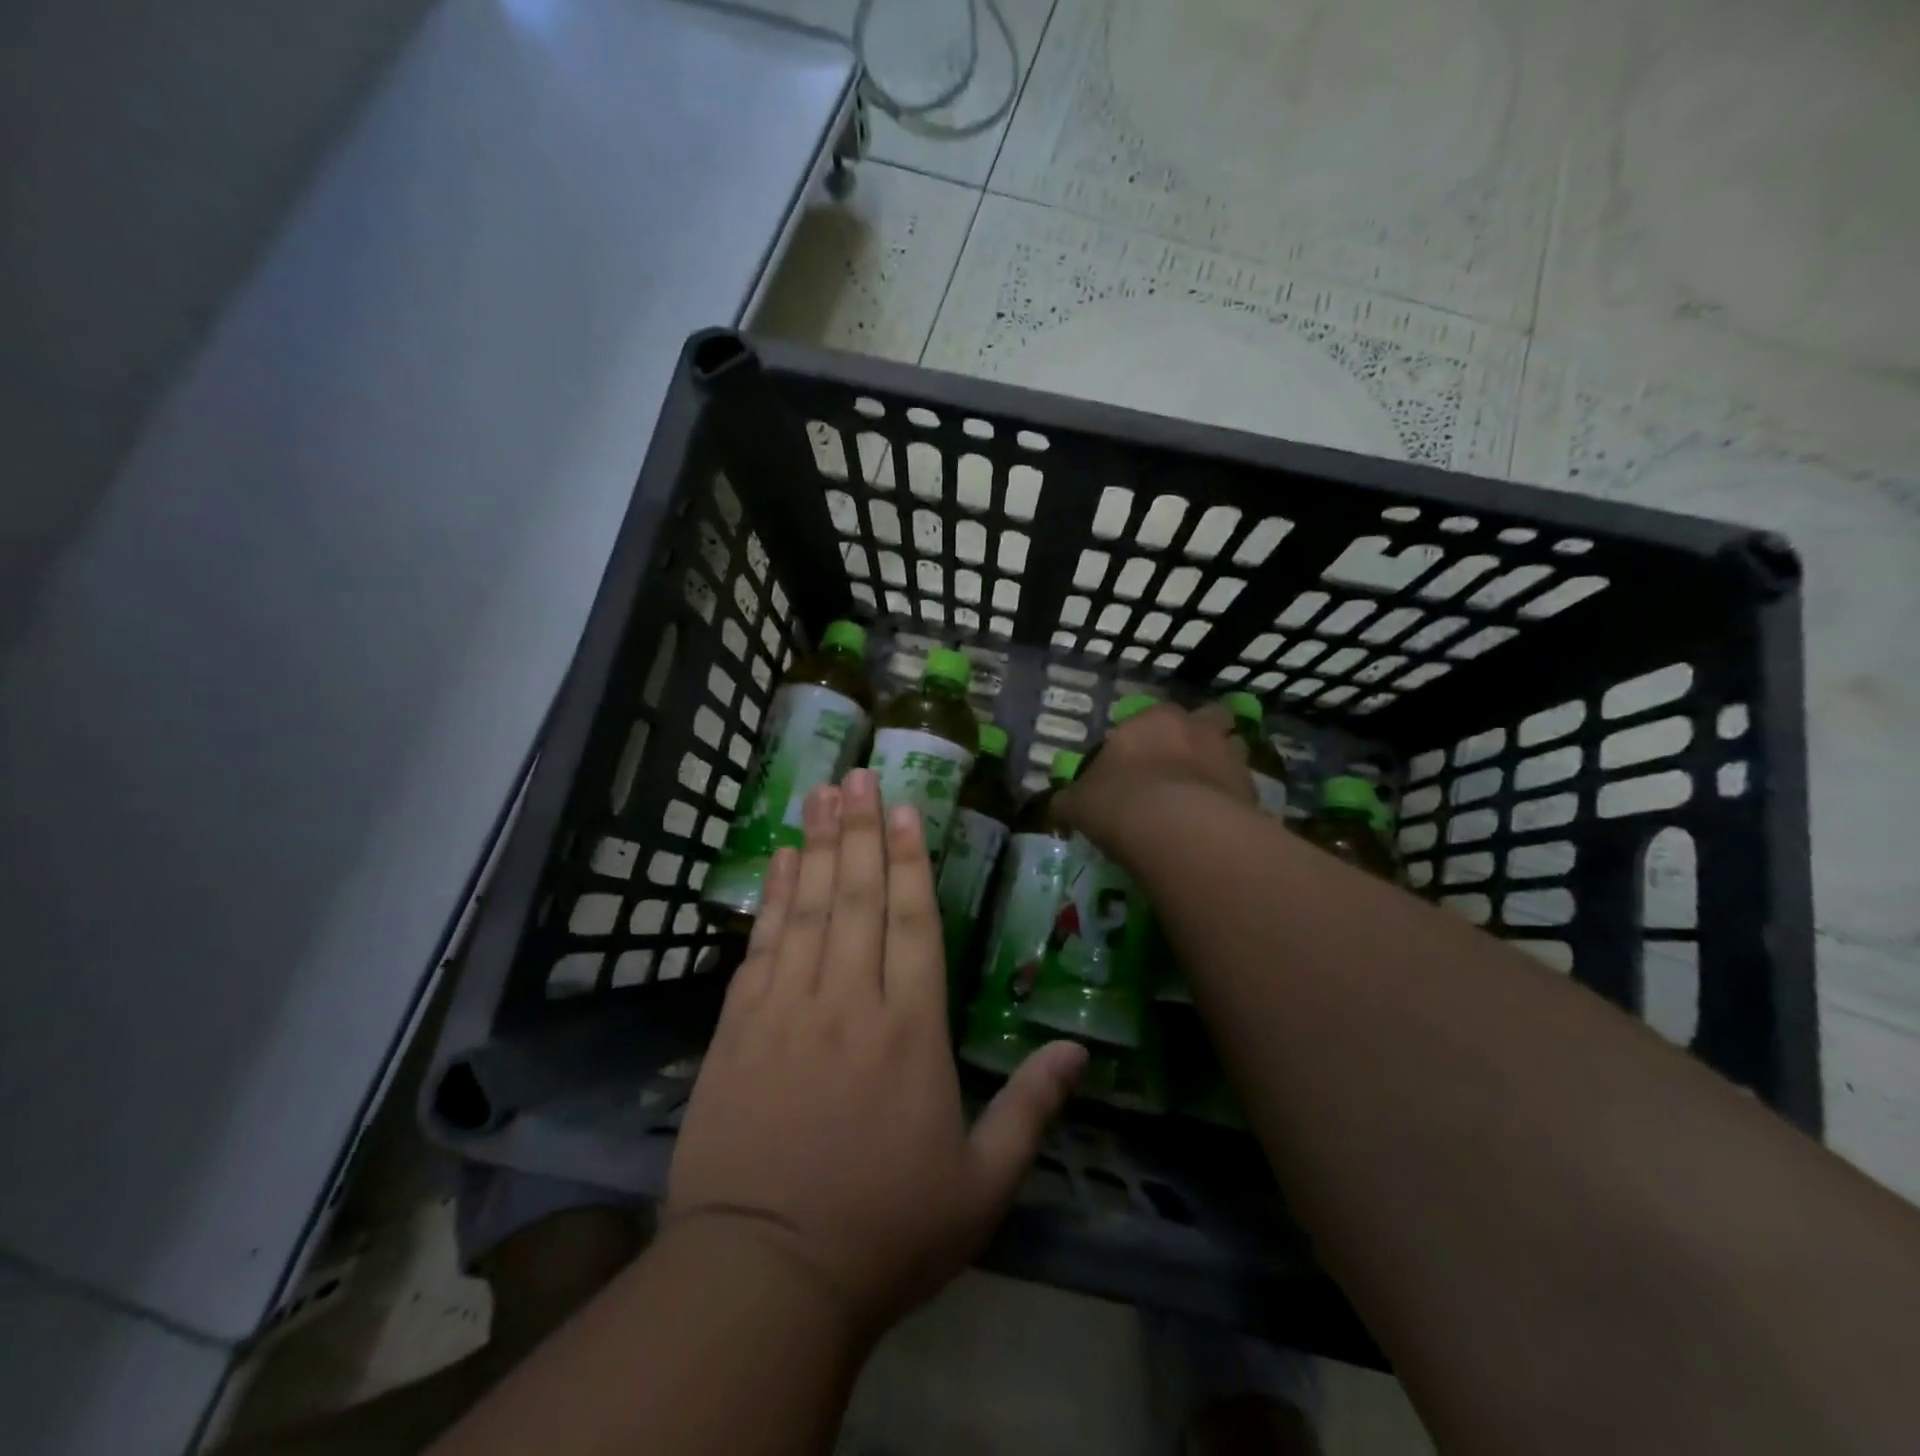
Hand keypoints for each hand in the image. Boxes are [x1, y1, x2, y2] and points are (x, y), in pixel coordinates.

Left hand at [666, 769, 1086, 1336]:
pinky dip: (773, 898)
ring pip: (808, 908)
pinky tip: (780, 862)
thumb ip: (1031, 1111)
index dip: (910, 860)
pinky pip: (762, 945)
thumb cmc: (883, 1232)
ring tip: (820, 792)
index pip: (914, 924)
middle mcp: (850, 1002)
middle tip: (856, 773)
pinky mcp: (738, 1029)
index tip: (904, 807)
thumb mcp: (980, 1187)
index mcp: (910, 1032)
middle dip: (860, 830)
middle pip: (857, 897)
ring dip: (816, 845)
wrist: (763, 1276)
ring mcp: (787, 1010)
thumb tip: (1078, 1052)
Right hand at [1055, 701, 1254, 850]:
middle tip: (1184, 765)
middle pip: (1209, 719)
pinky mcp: (1253, 793)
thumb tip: (1059, 805)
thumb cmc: (1119, 801)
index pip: (1153, 715)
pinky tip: (1217, 826)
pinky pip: (1243, 792)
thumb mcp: (1078, 802)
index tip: (1138, 760)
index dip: (1147, 735)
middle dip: (1201, 736)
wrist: (1178, 831)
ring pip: (1234, 750)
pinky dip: (1233, 803)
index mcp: (1154, 720)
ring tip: (1205, 796)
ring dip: (1222, 766)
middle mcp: (1197, 729)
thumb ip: (1071, 800)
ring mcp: (1231, 758)